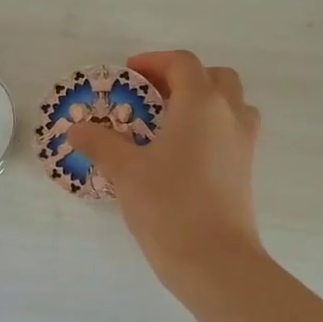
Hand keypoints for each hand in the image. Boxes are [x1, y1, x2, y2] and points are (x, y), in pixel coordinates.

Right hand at [67, 50, 263, 282]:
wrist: (215, 260)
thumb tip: (76, 129)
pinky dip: (214, 127)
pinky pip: (234, 131)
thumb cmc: (169, 206)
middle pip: (215, 76)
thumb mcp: (126, 172)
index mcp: (201, 104)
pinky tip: (186, 153)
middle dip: (184, 78)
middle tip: (153, 96)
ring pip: (232, 103)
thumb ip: (100, 144)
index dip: (155, 62)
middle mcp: (229, 115)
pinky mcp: (246, 169)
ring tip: (173, 122)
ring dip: (206, 100)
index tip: (130, 74)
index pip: (183, 63)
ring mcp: (243, 143)